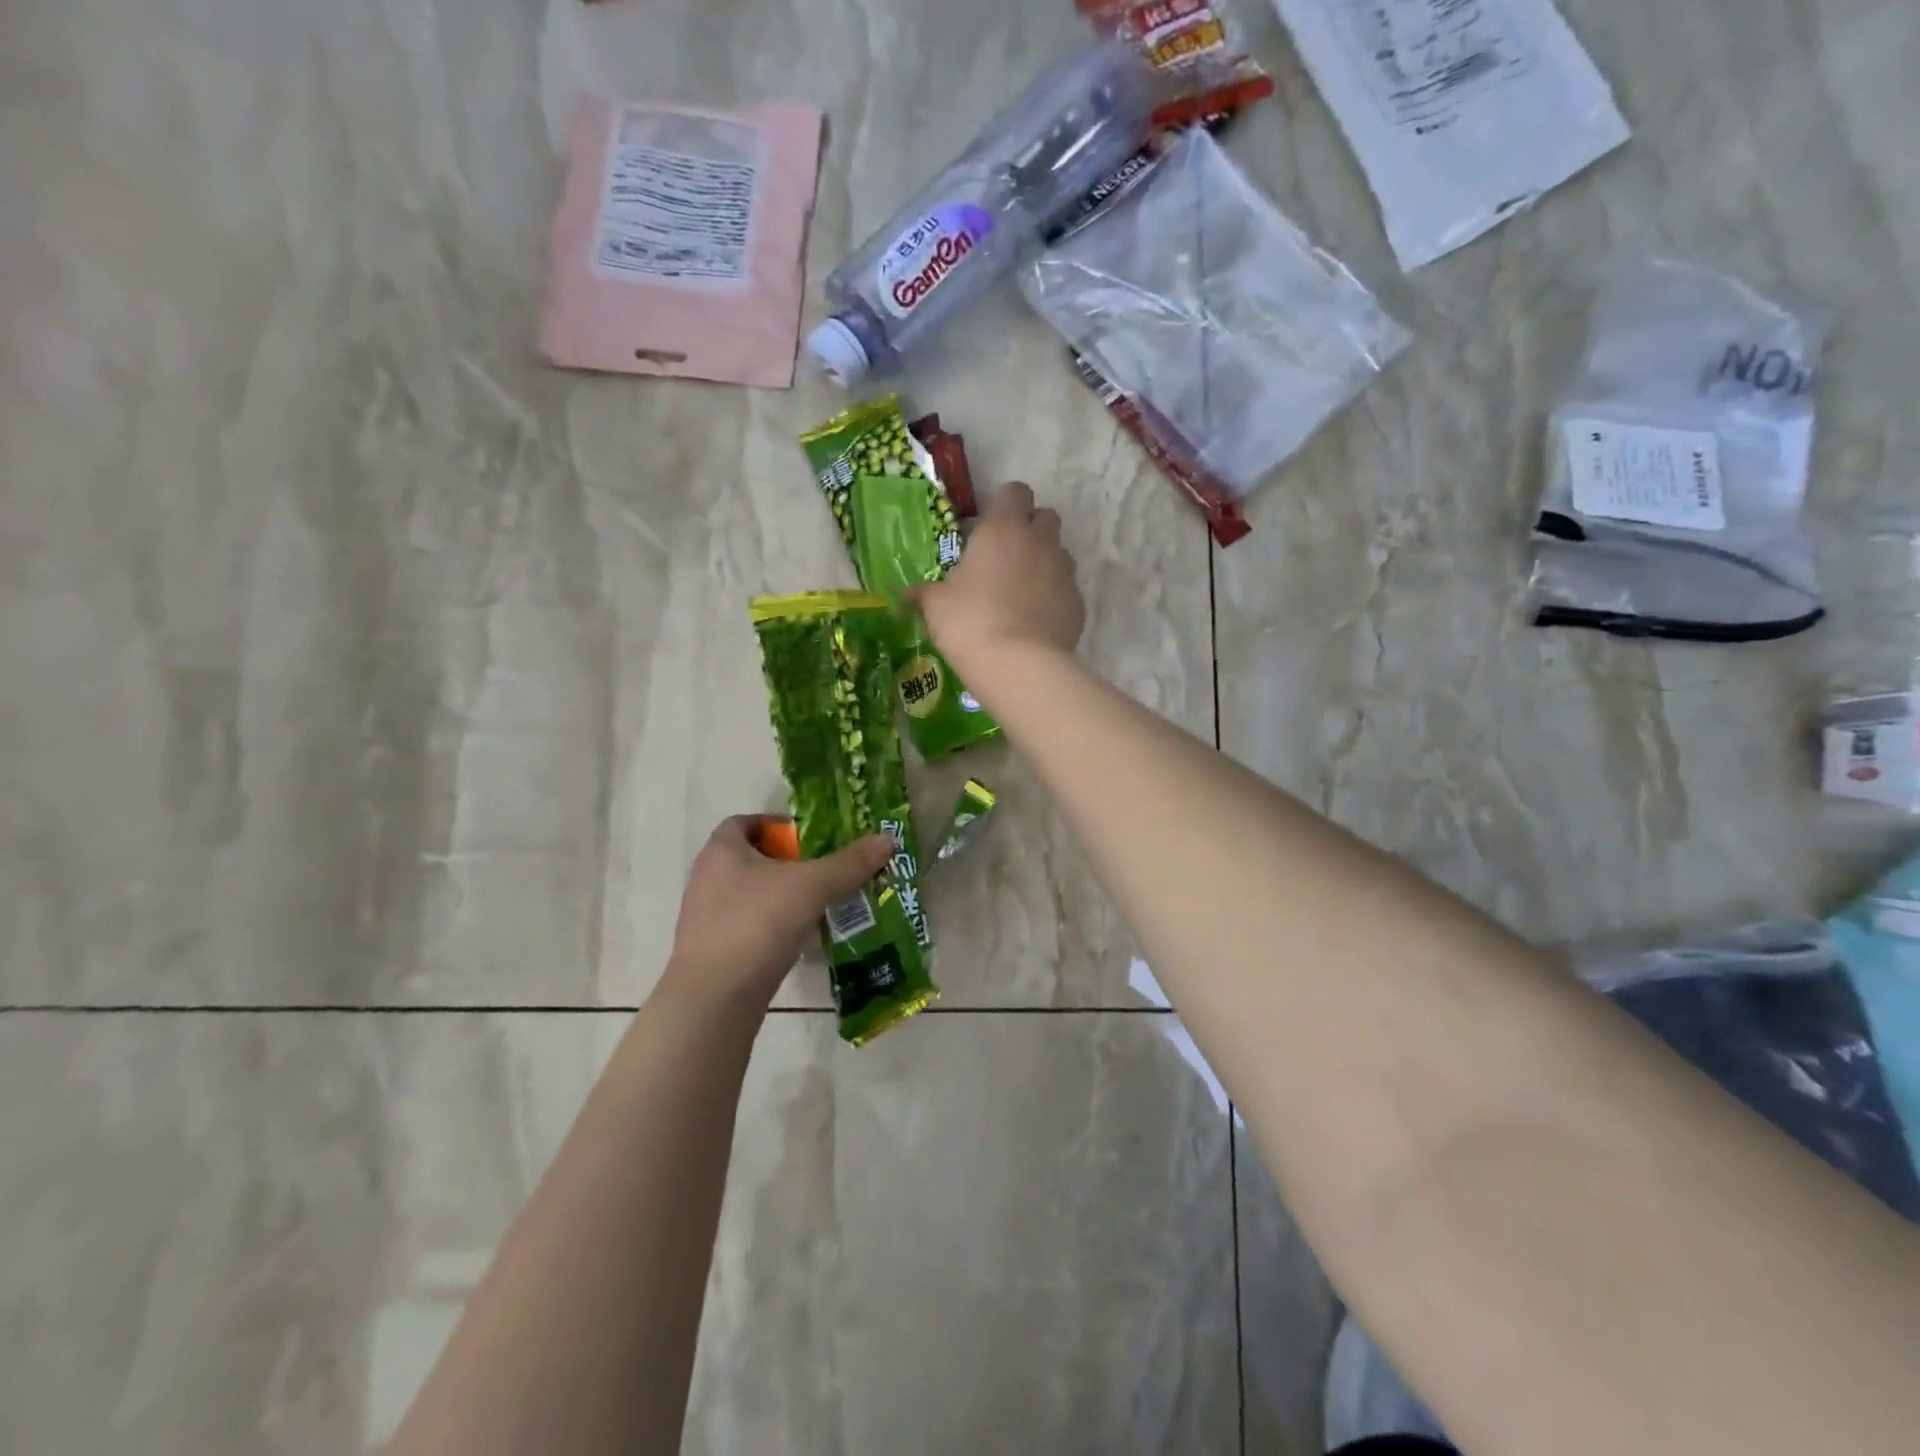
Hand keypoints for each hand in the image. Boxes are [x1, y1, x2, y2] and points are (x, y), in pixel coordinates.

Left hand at [663, 816, 894, 1008]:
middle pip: (752, 858)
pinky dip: (774, 926)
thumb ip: (849, 863)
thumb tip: (887, 839)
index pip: (746, 822)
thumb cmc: (758, 924)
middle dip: (789, 862)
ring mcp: (707, 917)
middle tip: (826, 869)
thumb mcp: (812, 886)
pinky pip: (750, 926)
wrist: (715, 999)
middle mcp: (707, 877)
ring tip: (821, 903)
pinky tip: (802, 938)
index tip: (811, 838)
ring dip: (783, 896)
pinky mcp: (714, 951)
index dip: (778, 825)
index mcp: (722, 850)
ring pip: (752, 894)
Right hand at [912, 481, 1084, 673]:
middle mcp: (1039, 541)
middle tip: (1007, 556)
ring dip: (1044, 562)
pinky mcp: (1077, 602)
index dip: (1004, 505)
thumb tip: (905, 594)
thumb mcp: (936, 606)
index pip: (1014, 491)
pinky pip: (1067, 589)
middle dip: (1030, 528)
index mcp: (1002, 529)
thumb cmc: (970, 623)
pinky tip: (1035, 620)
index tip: (988, 527)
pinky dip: (1054, 596)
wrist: (1019, 665)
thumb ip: (924, 593)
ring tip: (1022, 590)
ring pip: (1060, 552)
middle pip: (1045, 516)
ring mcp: (1064, 571)